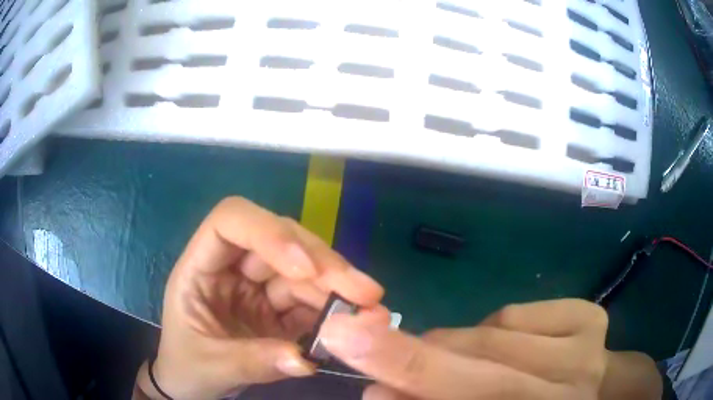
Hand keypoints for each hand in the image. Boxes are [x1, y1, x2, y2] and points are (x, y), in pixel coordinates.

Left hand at [135, 197, 383, 398]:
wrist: (192, 383)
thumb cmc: (187, 367)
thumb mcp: (211, 365)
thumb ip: (252, 362)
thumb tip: (304, 360)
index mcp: (200, 267)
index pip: (231, 221)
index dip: (269, 232)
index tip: (305, 269)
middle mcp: (232, 267)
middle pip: (280, 241)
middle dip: (322, 264)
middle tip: (365, 292)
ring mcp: (257, 286)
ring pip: (303, 269)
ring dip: (338, 287)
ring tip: (371, 308)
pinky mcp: (278, 308)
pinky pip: (311, 299)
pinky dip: (335, 309)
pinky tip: (357, 319)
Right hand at [320, 299, 610, 399]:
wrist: (585, 391)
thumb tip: (378, 391)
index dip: (411, 376)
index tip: (349, 347)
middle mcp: (569, 392)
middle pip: (485, 374)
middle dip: (414, 357)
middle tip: (356, 336)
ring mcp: (587, 351)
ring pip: (494, 335)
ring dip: (456, 346)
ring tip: (454, 359)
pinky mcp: (591, 316)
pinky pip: (516, 313)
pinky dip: (492, 326)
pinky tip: (500, 344)